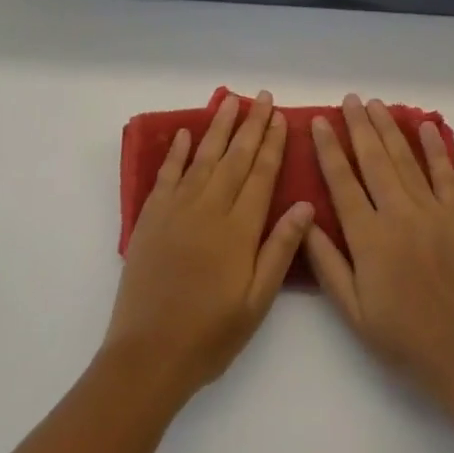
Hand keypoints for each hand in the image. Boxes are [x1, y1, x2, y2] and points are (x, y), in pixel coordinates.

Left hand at [103, 91, 313, 400]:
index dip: (272, 144)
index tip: (280, 117)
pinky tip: (184, 133)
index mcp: (239, 229)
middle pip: (235, 158)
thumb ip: (280, 250)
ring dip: (218, 127)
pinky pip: (166, 174)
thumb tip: (305, 205)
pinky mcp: (151, 217)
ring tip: (230, 101)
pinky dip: (175, 151)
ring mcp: (177, 209)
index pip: (261, 175)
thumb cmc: (210, 334)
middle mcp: (209, 208)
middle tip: (262, 97)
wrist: (148, 355)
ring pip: (203, 157)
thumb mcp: (256, 302)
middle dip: (251, 125)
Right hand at [305, 94, 453, 405]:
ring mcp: (431, 211)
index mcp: (369, 237)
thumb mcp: (352, 309)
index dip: (329, 149)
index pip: (342, 182)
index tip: (318, 122)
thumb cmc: (401, 336)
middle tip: (349, 99)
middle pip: (374, 159)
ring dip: (389, 128)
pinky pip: (444, 173)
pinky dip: (435, 147)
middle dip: (358, 125)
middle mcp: (398, 214)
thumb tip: (304, 218)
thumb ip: (326, 263)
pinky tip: (425, 126)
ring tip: (375, 103)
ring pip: (404, 159)